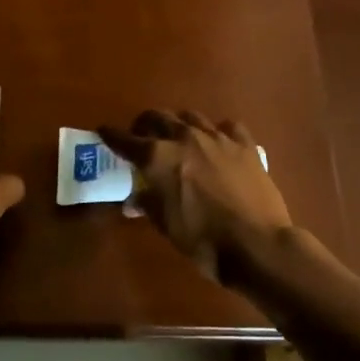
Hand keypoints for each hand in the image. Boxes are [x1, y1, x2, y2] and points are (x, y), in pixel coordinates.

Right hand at [98, 110, 291, 283]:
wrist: (256, 244)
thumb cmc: (202, 240)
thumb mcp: (166, 225)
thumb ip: (148, 205)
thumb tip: (135, 202)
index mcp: (158, 158)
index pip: (125, 140)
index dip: (111, 136)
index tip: (103, 131)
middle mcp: (184, 138)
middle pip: (157, 117)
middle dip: (144, 125)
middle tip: (142, 137)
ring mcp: (217, 138)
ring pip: (190, 117)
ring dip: (178, 124)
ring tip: (178, 138)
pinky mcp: (245, 145)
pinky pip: (227, 127)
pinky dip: (217, 131)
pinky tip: (218, 143)